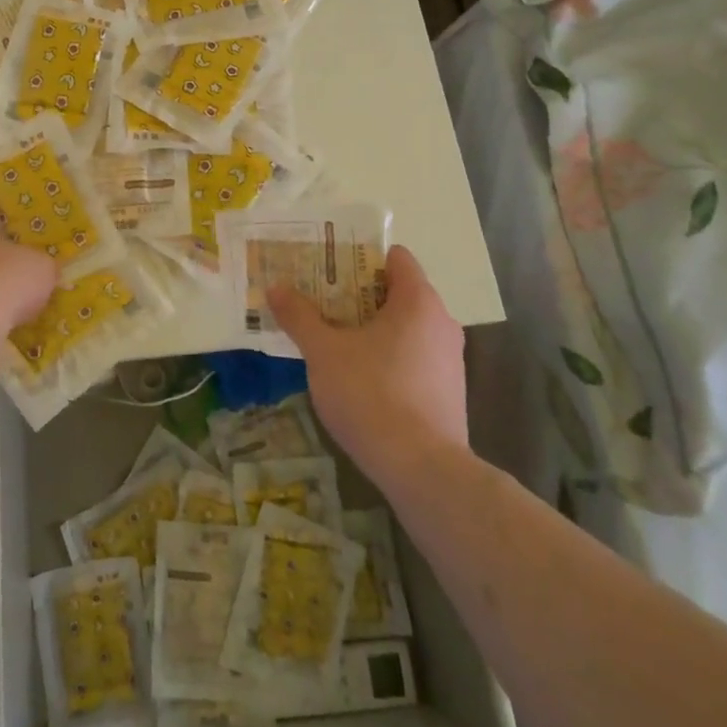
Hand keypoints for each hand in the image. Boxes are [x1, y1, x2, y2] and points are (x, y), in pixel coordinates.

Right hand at [268, 245, 467, 483]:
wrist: (422, 470)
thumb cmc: (371, 394)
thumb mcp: (323, 352)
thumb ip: (299, 316)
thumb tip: (276, 288)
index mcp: (418, 301)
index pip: (395, 258)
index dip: (359, 257)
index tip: (327, 267)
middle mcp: (442, 323)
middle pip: (397, 293)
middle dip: (358, 295)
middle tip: (320, 301)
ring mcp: (450, 361)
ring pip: (405, 328)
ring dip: (371, 329)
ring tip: (332, 338)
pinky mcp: (448, 394)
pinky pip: (413, 358)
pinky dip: (387, 358)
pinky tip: (357, 378)